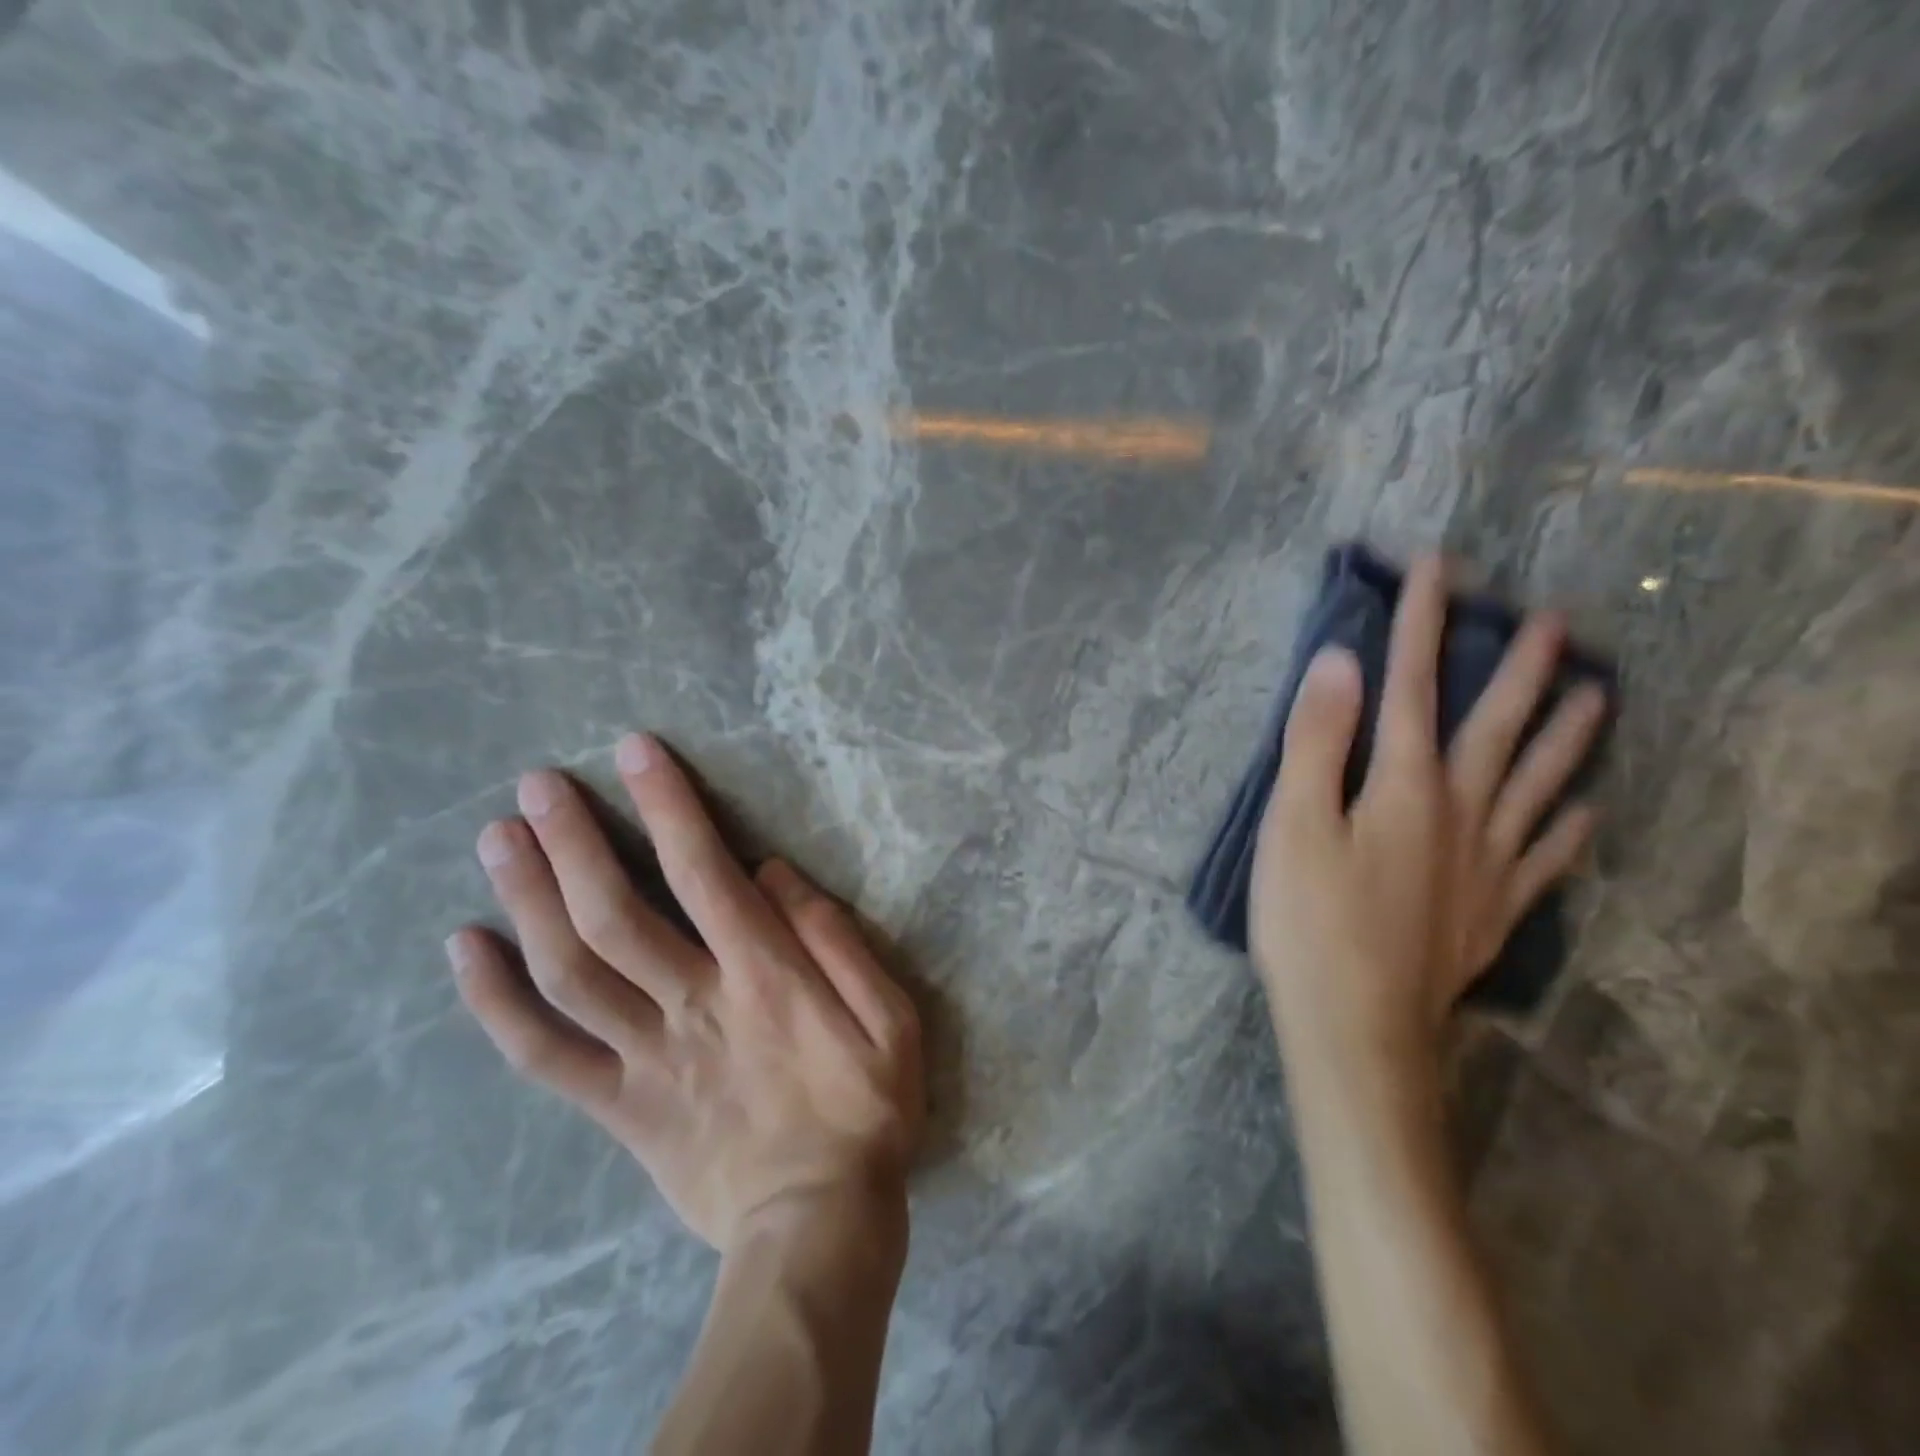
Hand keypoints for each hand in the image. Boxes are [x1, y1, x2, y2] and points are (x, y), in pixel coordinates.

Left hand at [444, 734, 924, 1252]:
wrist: (818, 1226)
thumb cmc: (867, 1109)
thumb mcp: (891, 1016)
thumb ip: (836, 938)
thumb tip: (773, 873)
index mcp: (764, 976)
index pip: (702, 872)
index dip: (667, 805)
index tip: (635, 751)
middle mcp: (692, 1005)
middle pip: (615, 914)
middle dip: (573, 841)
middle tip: (537, 785)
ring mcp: (646, 1058)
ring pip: (570, 973)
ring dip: (528, 900)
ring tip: (497, 840)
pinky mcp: (620, 1107)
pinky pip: (544, 1055)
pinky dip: (497, 1003)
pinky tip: (465, 949)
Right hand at [1249, 557, 1607, 1068]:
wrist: (1357, 1026)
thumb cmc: (1309, 920)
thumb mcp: (1293, 823)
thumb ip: (1316, 741)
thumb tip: (1338, 662)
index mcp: (1404, 784)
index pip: (1414, 685)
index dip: (1424, 622)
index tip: (1440, 565)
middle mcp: (1458, 811)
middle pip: (1496, 727)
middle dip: (1519, 668)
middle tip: (1557, 621)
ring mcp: (1484, 863)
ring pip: (1538, 785)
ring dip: (1567, 737)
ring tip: (1598, 695)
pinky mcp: (1491, 910)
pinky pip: (1544, 859)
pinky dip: (1568, 830)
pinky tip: (1586, 815)